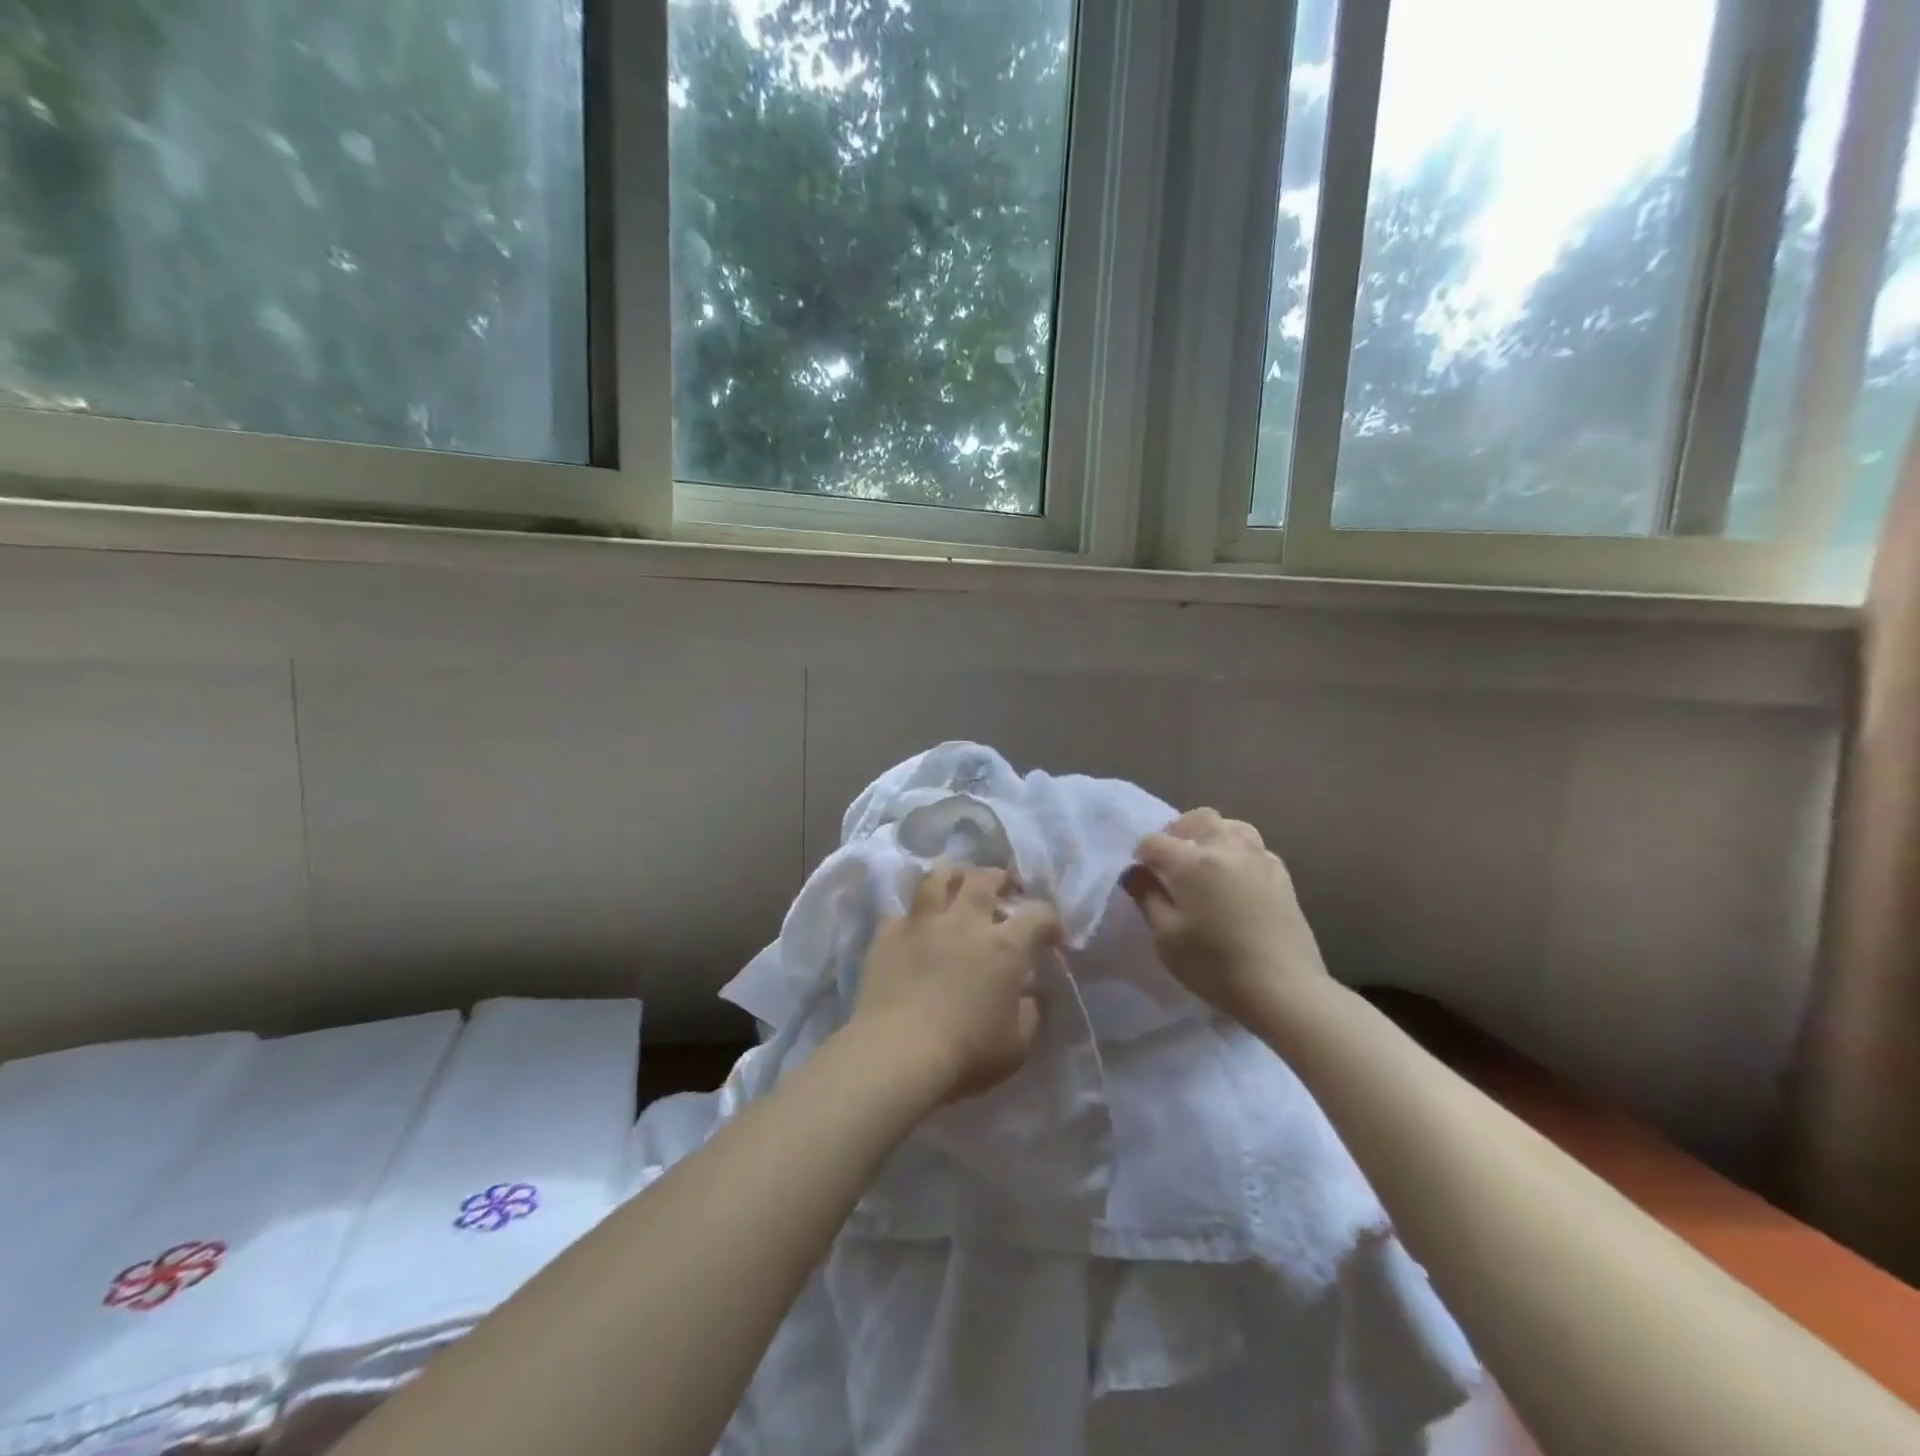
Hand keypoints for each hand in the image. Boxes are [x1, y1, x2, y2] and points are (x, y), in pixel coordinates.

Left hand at [851, 862, 1062, 1103]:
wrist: (897, 1053)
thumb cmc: (966, 1053)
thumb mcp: (1017, 1044)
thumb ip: (1031, 1012)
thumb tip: (1033, 993)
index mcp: (1004, 946)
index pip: (1039, 915)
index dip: (1051, 921)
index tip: (1052, 937)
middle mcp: (965, 921)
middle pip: (985, 879)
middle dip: (1000, 878)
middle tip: (1004, 887)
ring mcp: (923, 922)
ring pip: (938, 876)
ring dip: (952, 874)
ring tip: (957, 882)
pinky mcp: (888, 933)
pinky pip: (902, 909)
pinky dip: (913, 912)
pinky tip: (914, 923)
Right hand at [1121, 808, 1327, 1021]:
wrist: (1284, 989)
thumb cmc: (1215, 966)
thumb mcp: (1167, 938)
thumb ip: (1148, 898)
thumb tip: (1136, 874)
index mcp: (1191, 862)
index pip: (1154, 841)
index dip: (1141, 857)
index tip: (1141, 879)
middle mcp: (1225, 848)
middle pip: (1197, 818)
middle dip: (1177, 833)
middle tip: (1172, 863)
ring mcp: (1258, 858)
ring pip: (1231, 825)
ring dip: (1211, 836)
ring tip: (1205, 863)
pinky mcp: (1281, 874)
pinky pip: (1254, 847)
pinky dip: (1237, 852)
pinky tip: (1235, 879)